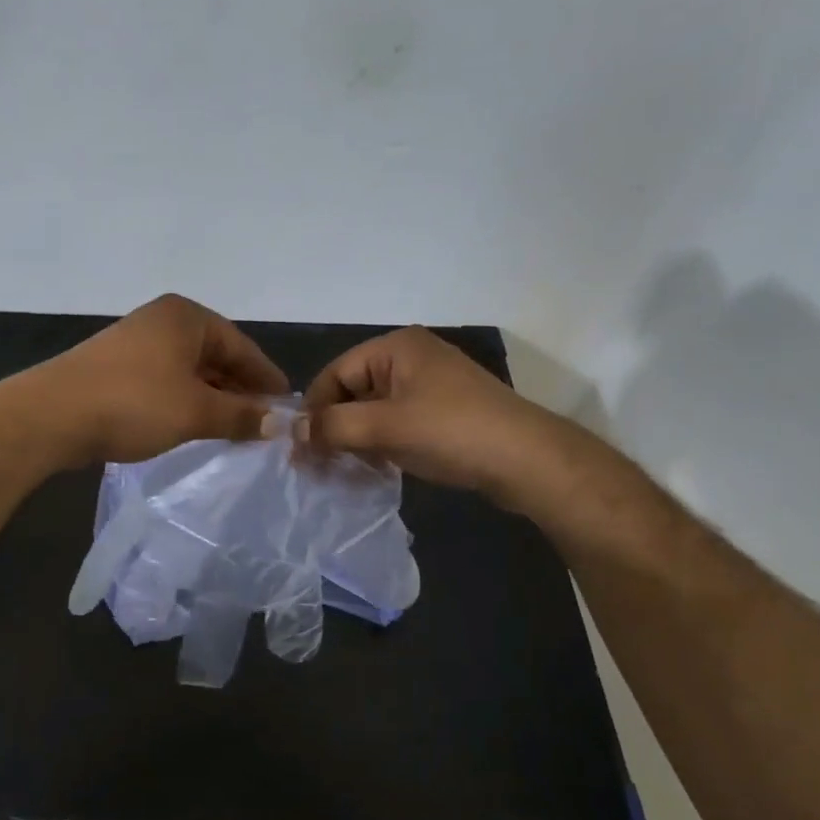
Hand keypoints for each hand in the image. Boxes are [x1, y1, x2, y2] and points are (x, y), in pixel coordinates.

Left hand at [38, 294, 289, 465]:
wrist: (52, 415)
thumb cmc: (133, 403)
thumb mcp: (195, 412)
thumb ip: (240, 415)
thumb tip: (278, 423)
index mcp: (186, 317)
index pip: (242, 346)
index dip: (266, 379)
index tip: (286, 408)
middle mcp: (162, 321)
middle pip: (215, 356)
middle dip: (239, 390)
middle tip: (262, 424)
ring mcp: (135, 342)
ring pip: (189, 371)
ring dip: (212, 398)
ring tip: (232, 429)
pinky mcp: (115, 368)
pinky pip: (164, 381)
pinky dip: (184, 401)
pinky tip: (192, 425)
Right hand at [297, 327, 592, 511]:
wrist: (527, 460)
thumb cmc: (450, 432)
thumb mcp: (384, 427)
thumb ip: (332, 426)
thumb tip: (292, 432)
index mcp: (395, 347)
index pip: (334, 374)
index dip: (313, 411)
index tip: (299, 450)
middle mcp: (410, 358)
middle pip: (352, 391)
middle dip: (333, 428)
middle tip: (317, 467)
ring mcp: (430, 385)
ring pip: (374, 411)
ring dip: (355, 440)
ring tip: (341, 472)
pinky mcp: (443, 412)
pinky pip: (396, 423)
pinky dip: (380, 444)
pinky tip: (373, 469)